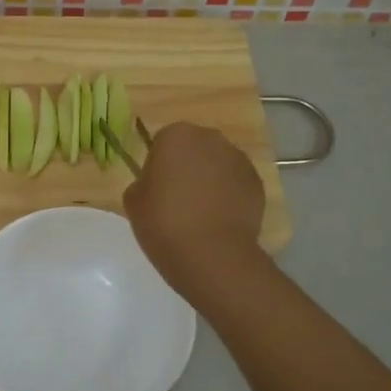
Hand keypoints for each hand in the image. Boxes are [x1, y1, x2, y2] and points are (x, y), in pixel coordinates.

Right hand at [122, 122, 265, 302]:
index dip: (159, 164)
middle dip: (188, 166)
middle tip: (178, 198)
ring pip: (218, 164)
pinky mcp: (257, 182)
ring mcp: (239, 159)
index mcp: (176, 136)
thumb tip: (156, 184)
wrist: (211, 254)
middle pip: (195, 147)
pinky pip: (237, 184)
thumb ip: (143, 182)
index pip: (163, 141)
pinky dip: (230, 195)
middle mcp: (211, 138)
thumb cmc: (164, 223)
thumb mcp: (133, 201)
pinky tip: (220, 220)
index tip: (156, 187)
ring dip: (211, 179)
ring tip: (202, 212)